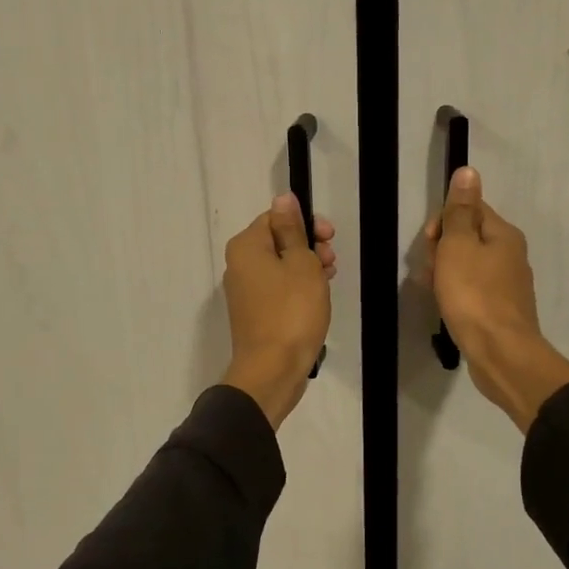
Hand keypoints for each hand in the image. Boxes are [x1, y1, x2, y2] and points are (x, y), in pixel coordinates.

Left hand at [221, 195, 335, 428]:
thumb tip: (283, 198)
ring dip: (306, 267)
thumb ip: (292, 229)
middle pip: (277, 241)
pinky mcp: (254, 313)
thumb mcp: (300, 263)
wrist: (272, 370)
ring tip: (328, 280)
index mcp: (245, 247)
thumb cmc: (291, 311)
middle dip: (308, 246)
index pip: (276, 217)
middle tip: (331, 261)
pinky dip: (297, 288)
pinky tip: (317, 297)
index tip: (330, 237)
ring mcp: (245, 291)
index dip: (305, 223)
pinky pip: (278, 288)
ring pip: (279, 266)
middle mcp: (238, 265)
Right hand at [425, 167, 568, 432]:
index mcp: (503, 234)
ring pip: (466, 265)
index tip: (431, 242)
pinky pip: (471, 289)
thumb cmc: (474, 295)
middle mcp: (510, 255)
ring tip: (434, 291)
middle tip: (432, 270)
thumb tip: (468, 171)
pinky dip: (455, 293)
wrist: (500, 354)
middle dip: (442, 249)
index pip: (469, 209)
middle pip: (467, 237)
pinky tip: (444, 306)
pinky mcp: (499, 309)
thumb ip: (460, 210)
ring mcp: (506, 284)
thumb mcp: (459, 246)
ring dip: (444, 273)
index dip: (444, 221)